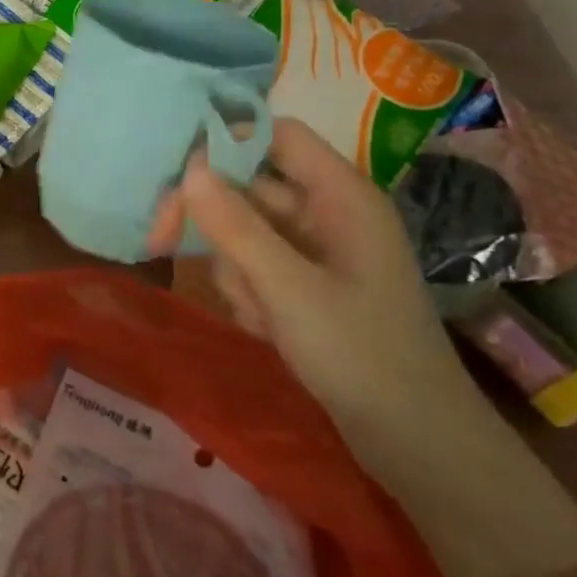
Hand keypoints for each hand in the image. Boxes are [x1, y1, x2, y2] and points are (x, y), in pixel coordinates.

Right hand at [148, 117, 467, 432]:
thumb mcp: (289, 289)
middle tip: (162, 241)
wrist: (413, 440)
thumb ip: (236, 228)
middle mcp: (327, 213)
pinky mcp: (305, 284)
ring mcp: (316, 251)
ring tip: (259, 312)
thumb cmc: (361, 355)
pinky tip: (266, 327)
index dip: (227, 140)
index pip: (278, 135)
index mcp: (342, 196)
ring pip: (244, 231)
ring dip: (235, 267)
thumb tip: (187, 170)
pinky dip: (248, 292)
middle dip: (214, 220)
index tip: (175, 169)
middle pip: (249, 186)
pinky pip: (255, 266)